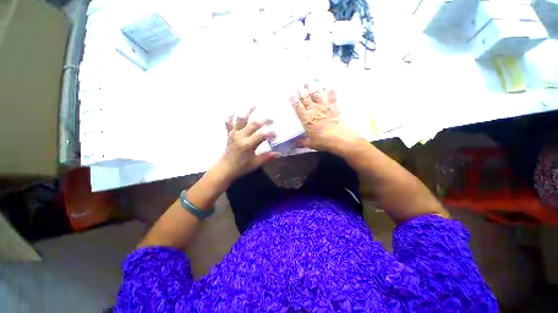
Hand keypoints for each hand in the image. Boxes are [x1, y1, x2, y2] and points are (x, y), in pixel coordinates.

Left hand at [217, 108, 277, 181]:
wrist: (225, 168)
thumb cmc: (241, 167)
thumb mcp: (255, 163)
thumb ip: (266, 157)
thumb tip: (278, 153)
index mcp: (248, 144)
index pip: (262, 135)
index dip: (270, 134)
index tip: (276, 135)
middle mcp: (240, 136)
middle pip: (253, 124)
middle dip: (264, 121)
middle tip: (271, 119)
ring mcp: (234, 134)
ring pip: (241, 119)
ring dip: (248, 111)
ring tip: (254, 105)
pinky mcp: (229, 134)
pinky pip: (229, 123)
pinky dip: (231, 116)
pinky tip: (234, 111)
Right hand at [290, 84, 357, 152]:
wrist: (338, 138)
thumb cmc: (322, 141)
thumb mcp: (309, 143)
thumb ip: (300, 142)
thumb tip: (292, 144)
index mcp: (306, 119)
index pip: (298, 107)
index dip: (294, 100)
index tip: (290, 94)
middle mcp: (313, 111)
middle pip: (306, 99)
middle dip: (301, 91)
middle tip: (298, 85)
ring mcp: (324, 107)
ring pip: (316, 95)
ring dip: (312, 88)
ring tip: (308, 82)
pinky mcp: (333, 107)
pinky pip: (331, 97)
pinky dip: (330, 91)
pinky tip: (329, 85)